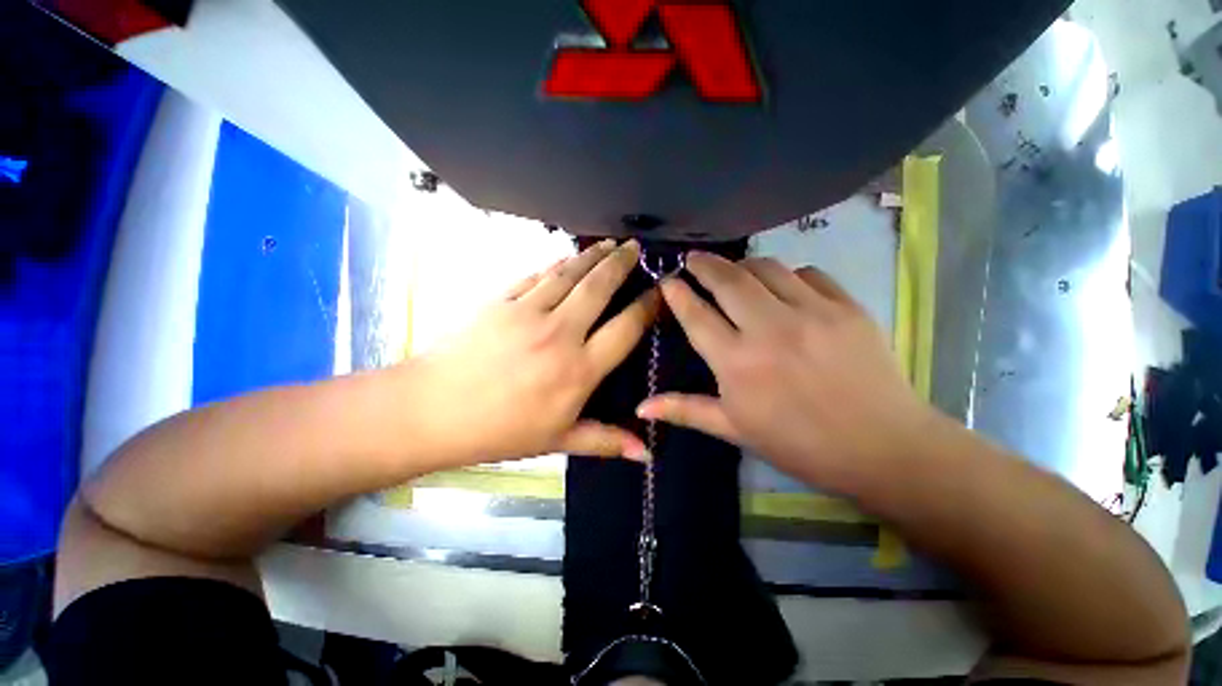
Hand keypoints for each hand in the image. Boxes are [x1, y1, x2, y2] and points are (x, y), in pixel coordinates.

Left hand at [410, 240, 657, 466]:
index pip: (625, 329)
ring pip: (569, 273)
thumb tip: (645, 454)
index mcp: (578, 370)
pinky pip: (537, 275)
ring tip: (609, 243)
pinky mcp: (501, 300)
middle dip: (622, 263)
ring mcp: (528, 311)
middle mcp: (559, 333)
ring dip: (592, 255)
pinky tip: (566, 256)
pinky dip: (556, 263)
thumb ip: (605, 440)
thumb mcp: (558, 440)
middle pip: (599, 287)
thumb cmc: (500, 431)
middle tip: (636, 246)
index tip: (659, 290)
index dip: (647, 306)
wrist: (433, 410)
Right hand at [637, 252, 938, 489]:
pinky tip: (783, 285)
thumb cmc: (797, 443)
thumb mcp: (734, 428)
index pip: (696, 315)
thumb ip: (685, 410)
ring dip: (742, 264)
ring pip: (765, 268)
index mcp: (737, 363)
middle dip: (703, 264)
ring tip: (734, 270)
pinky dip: (788, 273)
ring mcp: (810, 312)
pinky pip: (807, 273)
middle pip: (727, 279)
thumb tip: (640, 408)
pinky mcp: (845, 306)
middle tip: (693, 259)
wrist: (881, 447)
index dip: (677, 293)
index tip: (666, 280)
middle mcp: (768, 329)